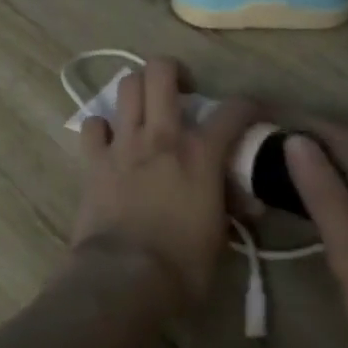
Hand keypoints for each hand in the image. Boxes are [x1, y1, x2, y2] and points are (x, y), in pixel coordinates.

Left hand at [72, 58, 263, 311]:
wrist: (125, 275)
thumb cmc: (183, 266)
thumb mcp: (221, 239)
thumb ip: (230, 208)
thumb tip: (243, 202)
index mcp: (200, 155)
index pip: (233, 111)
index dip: (248, 105)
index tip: (253, 111)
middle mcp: (161, 136)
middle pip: (161, 72)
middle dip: (174, 71)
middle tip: (182, 91)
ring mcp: (123, 142)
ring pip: (126, 86)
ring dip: (138, 90)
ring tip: (146, 107)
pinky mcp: (94, 157)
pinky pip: (93, 124)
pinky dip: (102, 127)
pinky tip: (111, 140)